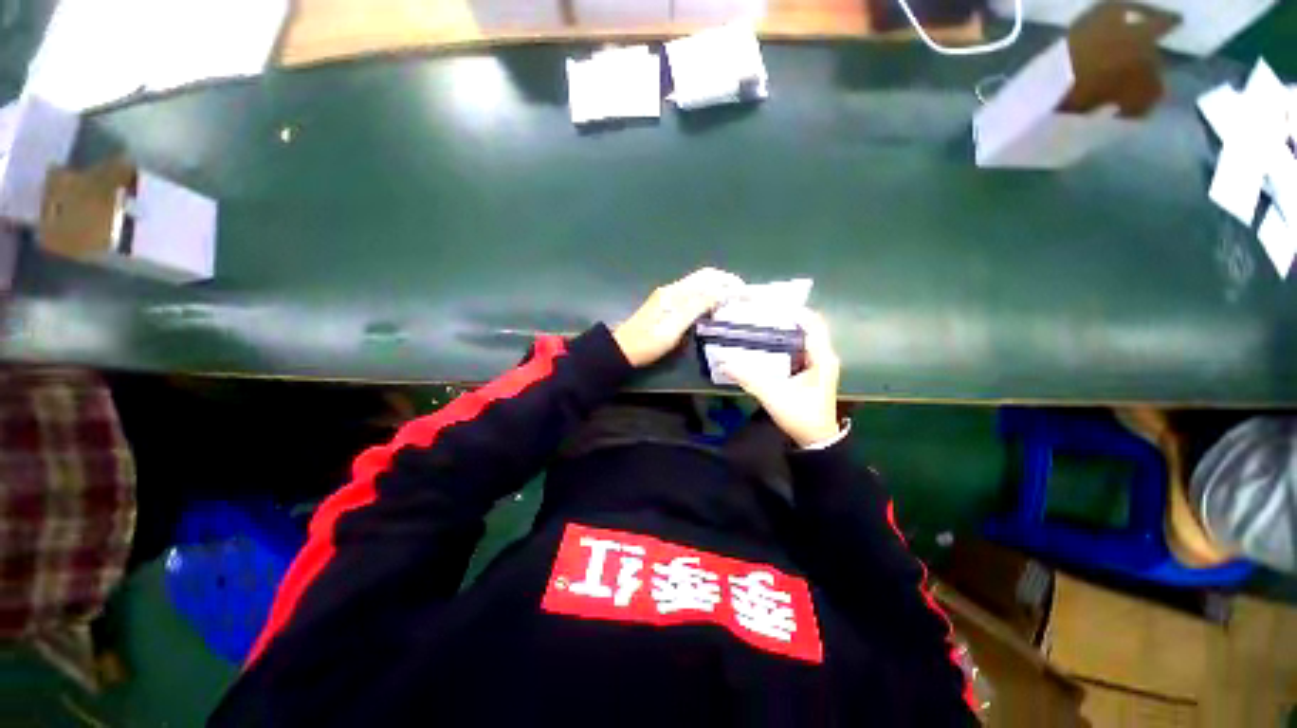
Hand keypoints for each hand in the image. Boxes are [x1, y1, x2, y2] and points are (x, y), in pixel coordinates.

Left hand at [613, 268, 743, 367]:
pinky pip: (691, 295)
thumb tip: (719, 290)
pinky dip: (706, 297)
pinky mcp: (666, 306)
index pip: (707, 277)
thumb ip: (695, 307)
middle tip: (742, 297)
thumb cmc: (648, 342)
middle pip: (703, 278)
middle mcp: (672, 290)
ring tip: (731, 302)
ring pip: (698, 286)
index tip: (744, 292)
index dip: (727, 281)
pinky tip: (712, 309)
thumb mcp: (673, 327)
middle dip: (724, 283)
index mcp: (675, 293)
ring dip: (716, 289)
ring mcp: (668, 297)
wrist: (622, 350)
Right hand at [723, 309, 841, 447]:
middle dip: (784, 319)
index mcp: (822, 357)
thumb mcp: (773, 395)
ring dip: (783, 331)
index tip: (770, 305)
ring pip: (801, 338)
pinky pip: (797, 350)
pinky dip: (782, 344)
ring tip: (759, 326)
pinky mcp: (810, 372)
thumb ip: (749, 378)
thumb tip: (724, 362)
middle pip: (806, 328)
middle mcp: (823, 356)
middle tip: (759, 315)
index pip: (813, 323)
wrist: (816, 441)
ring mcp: (818, 364)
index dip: (795, 310)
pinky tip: (764, 346)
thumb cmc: (801, 416)